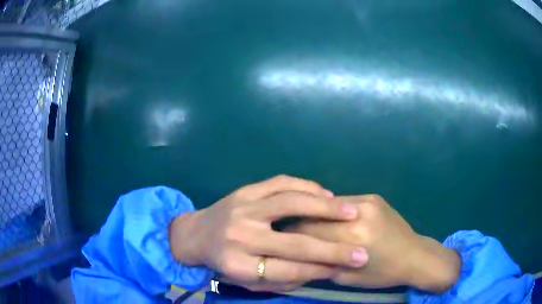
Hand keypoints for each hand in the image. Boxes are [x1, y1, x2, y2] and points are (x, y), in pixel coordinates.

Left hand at [169, 175, 368, 291]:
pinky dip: (306, 186)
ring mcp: (243, 208)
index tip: (345, 268)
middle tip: (362, 253)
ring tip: (352, 211)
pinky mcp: (244, 190)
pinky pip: (280, 183)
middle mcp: (241, 236)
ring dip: (325, 208)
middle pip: (295, 244)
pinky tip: (325, 193)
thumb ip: (281, 279)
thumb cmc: (222, 262)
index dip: (320, 270)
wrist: (195, 234)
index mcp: (238, 265)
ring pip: (291, 204)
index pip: (288, 271)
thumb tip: (319, 271)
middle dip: (333, 250)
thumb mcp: (246, 281)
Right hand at [288, 195, 460, 292]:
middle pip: (317, 215)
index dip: (291, 235)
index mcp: (354, 237)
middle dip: (301, 225)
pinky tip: (336, 222)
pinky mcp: (374, 196)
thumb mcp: (346, 278)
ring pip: (329, 206)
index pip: (309, 231)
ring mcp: (368, 200)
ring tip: (314, 227)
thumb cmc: (381, 273)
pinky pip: (345, 202)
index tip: (281, 240)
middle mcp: (360, 213)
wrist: (414, 255)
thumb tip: (297, 252)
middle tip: (293, 234)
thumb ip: (320, 263)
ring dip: (318, 216)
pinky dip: (335, 213)